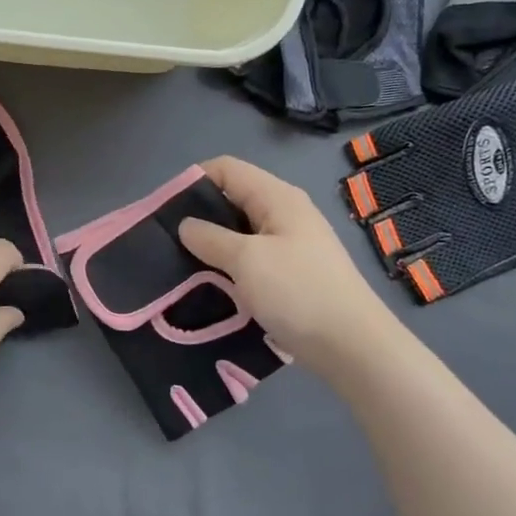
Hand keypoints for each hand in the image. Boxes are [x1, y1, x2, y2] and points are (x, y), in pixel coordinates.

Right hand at [178, 156, 395, 370]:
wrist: (352, 346)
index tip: (163, 208)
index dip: (193, 180)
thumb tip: (186, 225)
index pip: (227, 169)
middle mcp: (284, 213)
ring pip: (240, 232)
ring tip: (182, 264)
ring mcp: (290, 244)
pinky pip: (251, 258)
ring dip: (212, 244)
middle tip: (167, 240)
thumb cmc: (298, 292)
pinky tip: (211, 284)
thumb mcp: (247, 260)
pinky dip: (229, 265)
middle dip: (199, 215)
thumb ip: (211, 238)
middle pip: (232, 198)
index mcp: (277, 197)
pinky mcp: (291, 273)